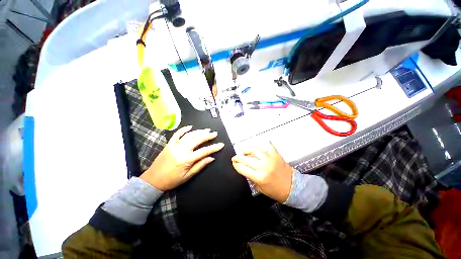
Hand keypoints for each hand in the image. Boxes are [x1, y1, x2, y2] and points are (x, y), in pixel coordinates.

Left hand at [140, 125, 223, 190]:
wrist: (153, 180)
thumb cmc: (172, 180)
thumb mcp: (188, 176)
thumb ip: (200, 165)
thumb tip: (211, 158)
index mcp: (187, 159)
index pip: (204, 151)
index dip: (214, 147)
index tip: (221, 144)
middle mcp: (182, 150)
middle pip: (198, 139)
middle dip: (208, 136)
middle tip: (214, 133)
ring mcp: (175, 145)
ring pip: (189, 135)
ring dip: (198, 131)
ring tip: (206, 130)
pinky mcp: (169, 144)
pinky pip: (177, 134)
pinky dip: (183, 129)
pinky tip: (190, 127)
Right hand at [232, 142, 292, 202]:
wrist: (293, 188)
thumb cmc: (276, 191)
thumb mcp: (260, 188)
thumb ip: (250, 177)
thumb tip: (243, 168)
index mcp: (259, 177)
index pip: (242, 168)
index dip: (235, 165)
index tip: (233, 163)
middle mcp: (263, 166)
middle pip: (245, 159)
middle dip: (237, 157)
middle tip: (235, 157)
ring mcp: (270, 159)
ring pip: (254, 149)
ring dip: (246, 149)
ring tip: (244, 151)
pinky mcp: (276, 154)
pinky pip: (267, 145)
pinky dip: (261, 145)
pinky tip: (257, 148)